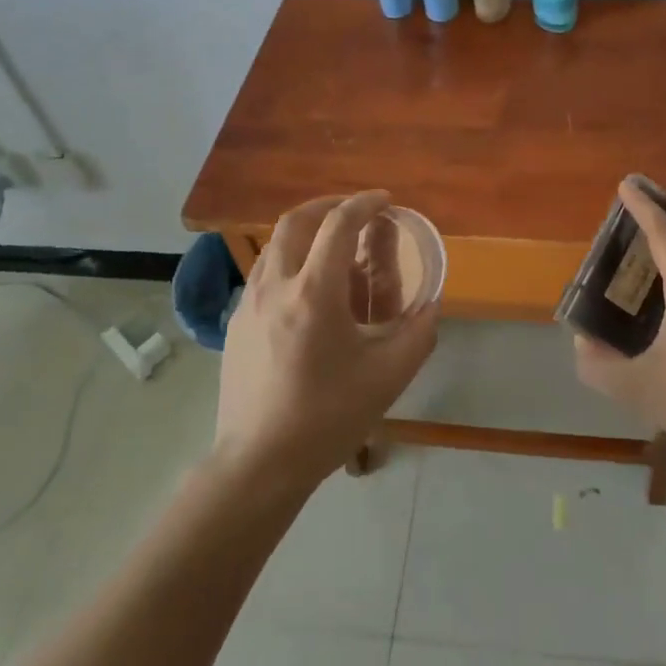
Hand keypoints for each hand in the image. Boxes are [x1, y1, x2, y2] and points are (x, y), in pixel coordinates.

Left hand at [216, 191, 437, 488]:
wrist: (258, 464)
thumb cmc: (327, 417)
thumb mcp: (389, 376)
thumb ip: (419, 334)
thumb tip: (431, 306)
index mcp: (314, 293)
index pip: (339, 224)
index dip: (365, 203)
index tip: (386, 201)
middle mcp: (275, 286)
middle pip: (296, 221)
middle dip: (328, 205)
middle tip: (355, 213)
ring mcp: (248, 304)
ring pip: (275, 246)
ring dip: (306, 233)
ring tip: (333, 250)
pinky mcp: (235, 324)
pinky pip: (265, 274)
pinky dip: (290, 262)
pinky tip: (308, 293)